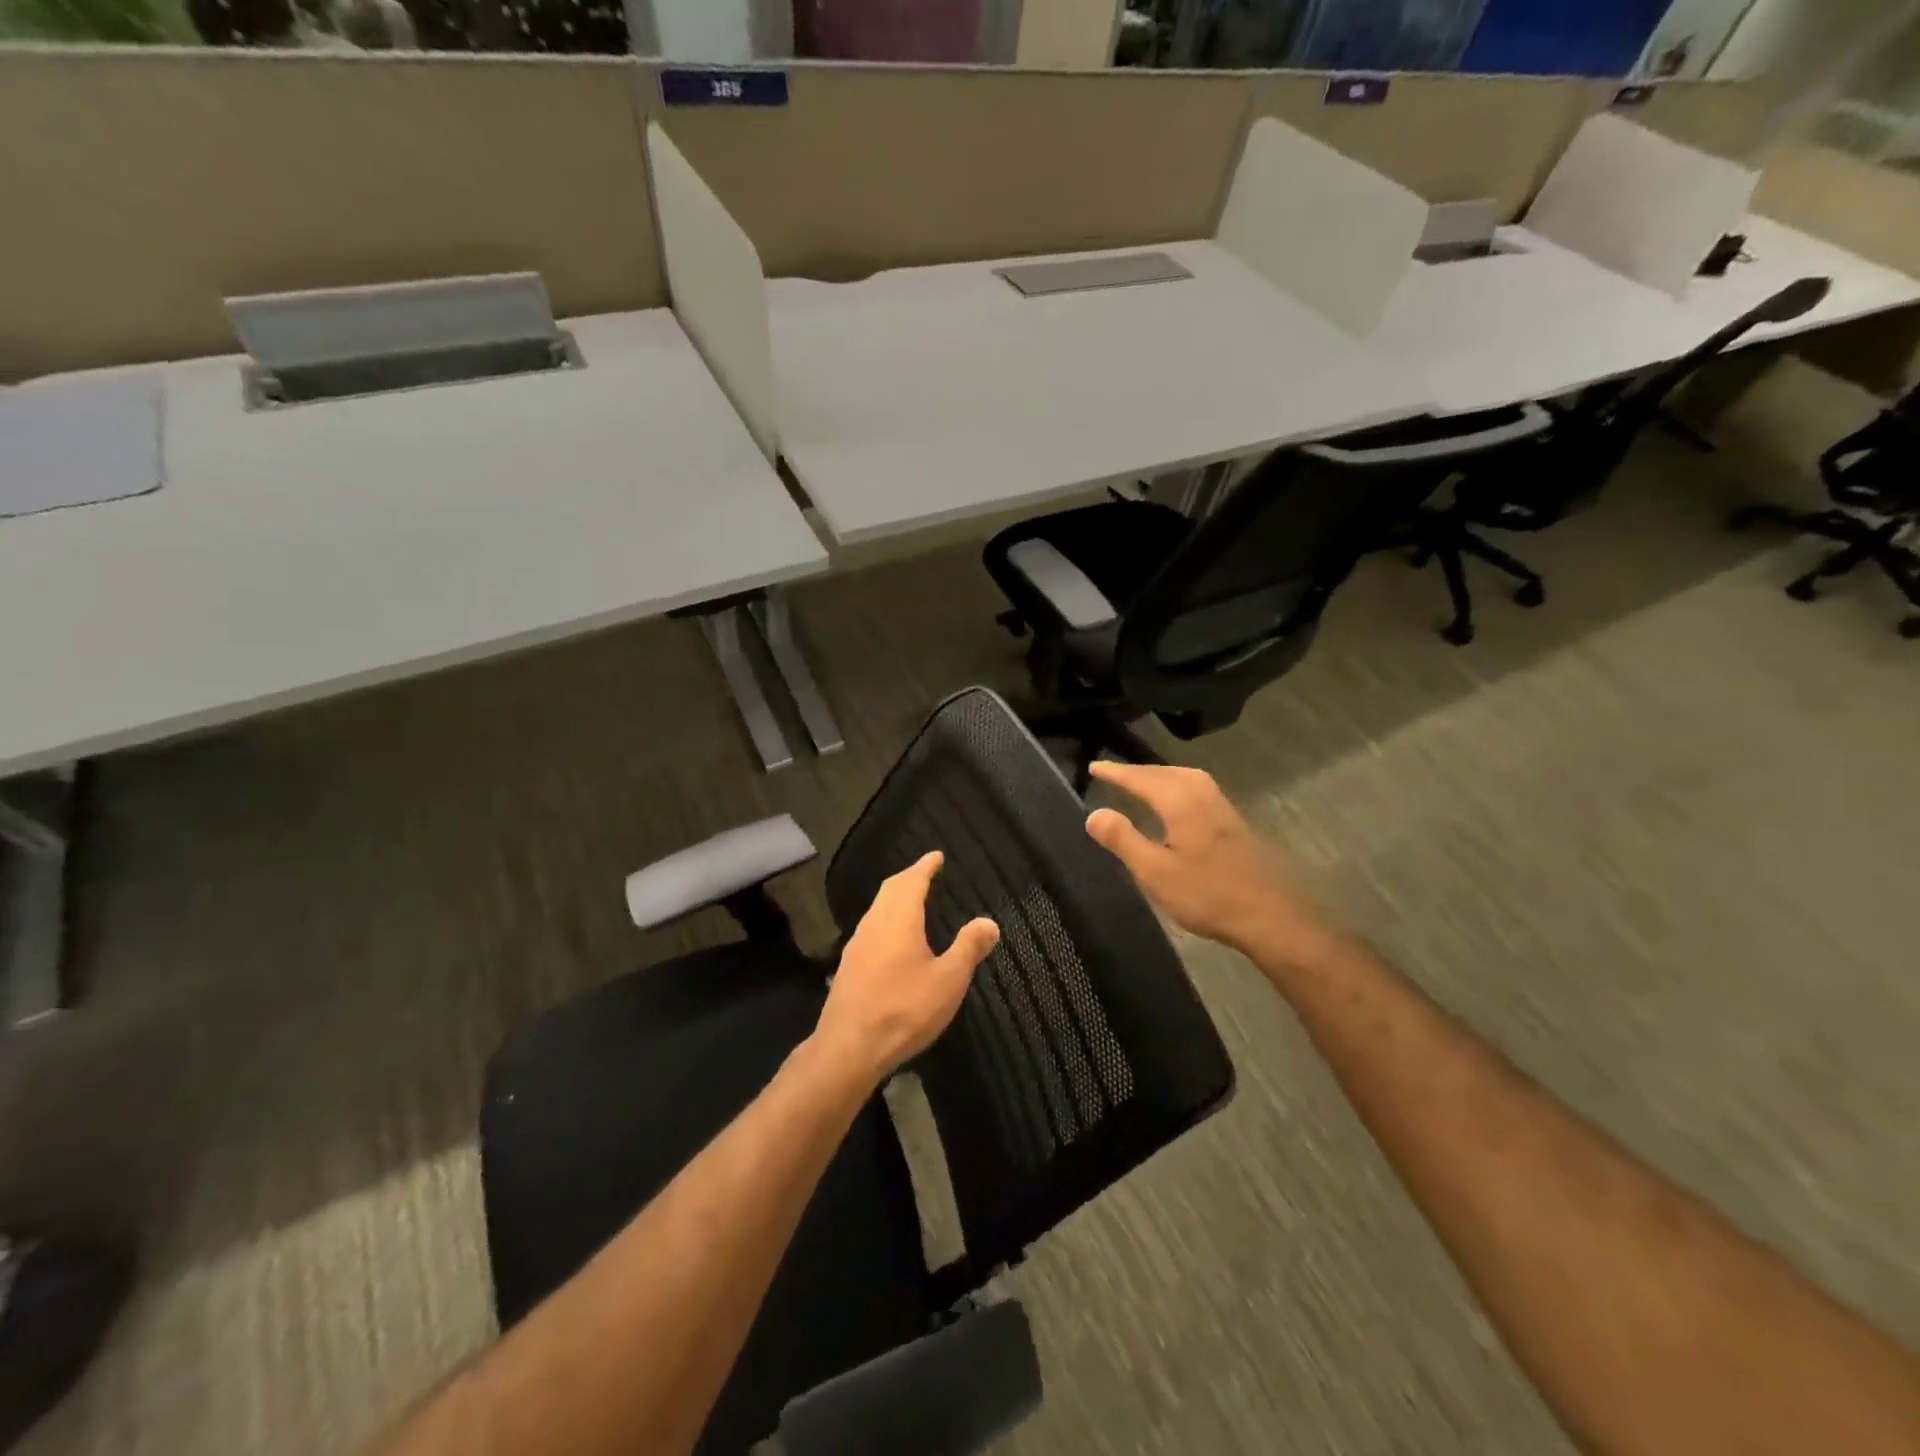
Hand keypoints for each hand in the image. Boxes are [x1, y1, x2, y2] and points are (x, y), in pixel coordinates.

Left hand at [814, 852, 998, 1083]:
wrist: (848, 1048)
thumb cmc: (904, 1010)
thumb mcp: (948, 981)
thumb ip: (968, 948)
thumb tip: (989, 922)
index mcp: (899, 920)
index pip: (912, 881)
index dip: (925, 866)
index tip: (936, 856)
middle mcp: (874, 924)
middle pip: (890, 890)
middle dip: (908, 878)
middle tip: (925, 872)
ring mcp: (857, 945)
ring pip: (877, 909)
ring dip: (894, 898)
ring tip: (912, 900)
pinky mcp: (849, 966)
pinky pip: (871, 928)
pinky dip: (886, 918)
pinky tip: (893, 937)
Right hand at [1084, 761, 1342, 968]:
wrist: (1271, 916)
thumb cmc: (1208, 895)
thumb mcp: (1155, 872)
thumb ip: (1123, 840)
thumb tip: (1094, 813)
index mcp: (1181, 802)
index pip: (1141, 779)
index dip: (1116, 773)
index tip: (1094, 767)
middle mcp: (1203, 795)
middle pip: (1165, 773)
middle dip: (1138, 772)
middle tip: (1113, 775)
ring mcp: (1222, 807)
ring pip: (1185, 778)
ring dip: (1160, 777)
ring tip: (1140, 784)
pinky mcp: (1234, 822)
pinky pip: (1197, 789)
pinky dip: (1177, 787)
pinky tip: (1175, 805)